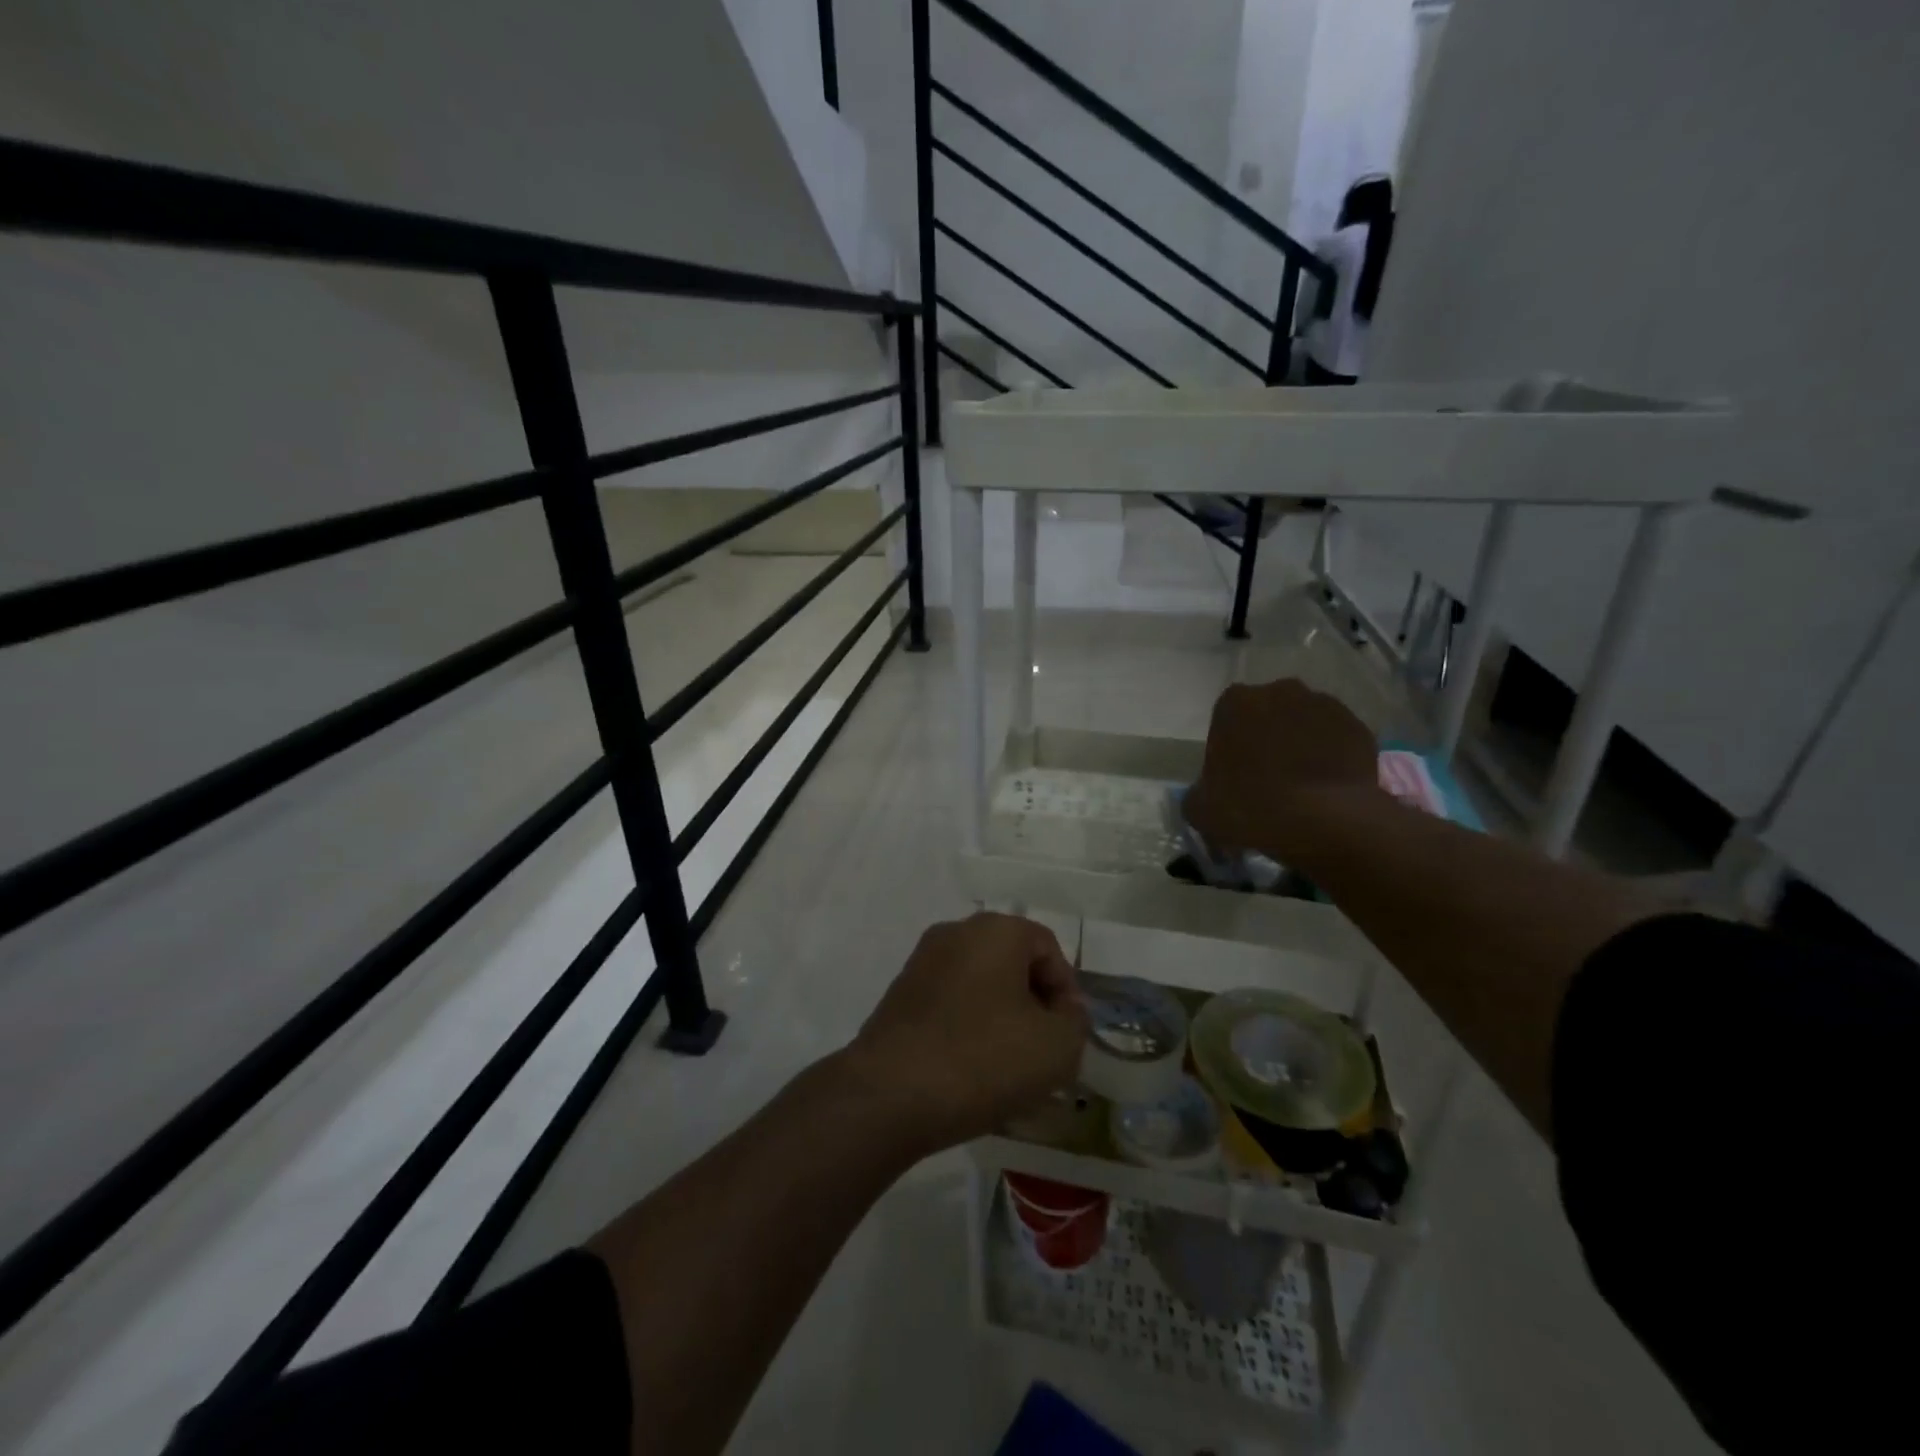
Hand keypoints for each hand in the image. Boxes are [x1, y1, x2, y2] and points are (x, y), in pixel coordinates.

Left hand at [843, 913, 1085, 1157]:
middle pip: (1012, 963)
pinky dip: (968, 1029)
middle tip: (1044, 1051)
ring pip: (980, 986)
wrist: (890, 1094)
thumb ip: (1076, 1021)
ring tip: (1010, 1068)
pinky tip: (972, 1071)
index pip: (1048, 948)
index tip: (1068, 1035)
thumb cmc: (984, 1058)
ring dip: (1001, 1019)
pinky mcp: (899, 996)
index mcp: (995, 930)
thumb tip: (1065, 1011)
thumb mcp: (1057, 1047)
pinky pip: (951, 1005)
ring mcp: (921, 963)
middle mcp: (955, 933)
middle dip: (1034, 1005)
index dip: (1067, 991)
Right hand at [1186, 679, 1380, 860]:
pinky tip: (1326, 787)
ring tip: (1300, 784)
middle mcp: (1280, 691)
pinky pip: (1336, 739)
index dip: (1229, 746)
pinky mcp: (1359, 726)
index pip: (1226, 717)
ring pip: (1304, 722)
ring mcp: (1325, 705)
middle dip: (1266, 737)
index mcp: (1235, 702)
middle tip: (1266, 778)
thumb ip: (1198, 793)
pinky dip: (1331, 756)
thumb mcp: (1200, 809)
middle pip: (1267, 713)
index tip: (1233, 775)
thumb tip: (1206, 794)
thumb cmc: (1252, 807)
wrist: (1327, 821)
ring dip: (1300, 743)